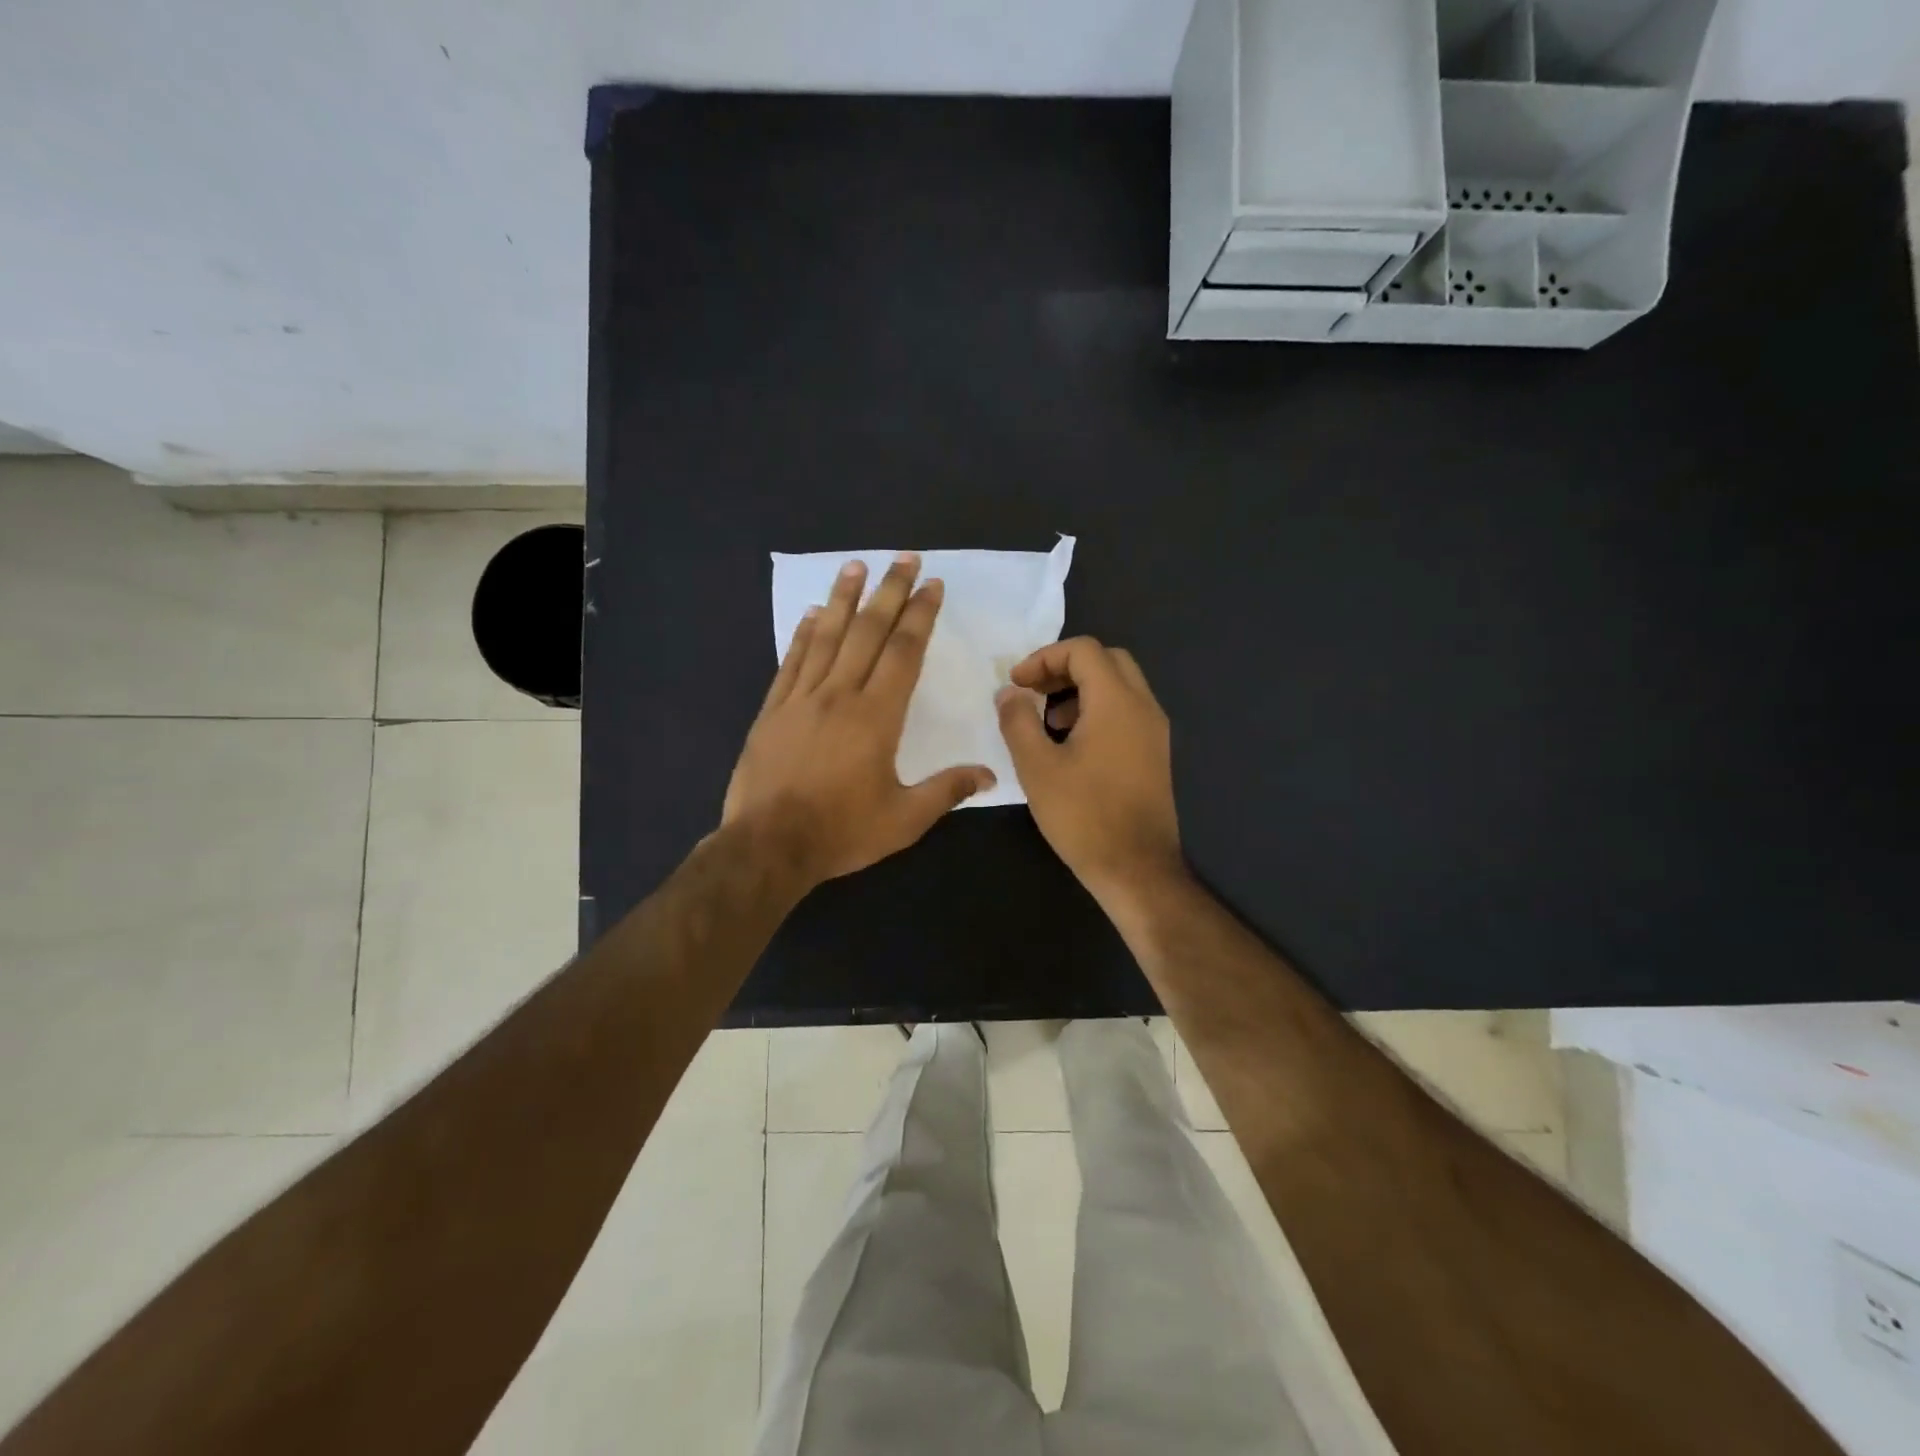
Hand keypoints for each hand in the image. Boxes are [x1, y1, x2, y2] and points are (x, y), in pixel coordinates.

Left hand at [724, 553, 995, 889]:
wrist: (768, 846)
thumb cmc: (841, 832)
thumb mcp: (904, 820)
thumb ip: (947, 791)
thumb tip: (989, 774)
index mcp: (876, 717)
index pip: (903, 652)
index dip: (920, 615)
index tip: (932, 586)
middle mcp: (839, 695)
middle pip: (867, 632)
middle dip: (889, 592)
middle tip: (904, 559)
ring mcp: (800, 700)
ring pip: (825, 637)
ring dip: (843, 599)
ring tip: (855, 565)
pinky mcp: (772, 711)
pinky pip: (791, 662)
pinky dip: (802, 635)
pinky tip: (810, 614)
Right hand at [995, 637, 1184, 905]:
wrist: (1136, 869)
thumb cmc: (1083, 816)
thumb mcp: (1037, 767)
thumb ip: (1018, 721)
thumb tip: (1009, 693)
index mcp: (1117, 702)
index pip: (1083, 650)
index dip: (1043, 658)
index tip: (1016, 684)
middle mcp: (1143, 707)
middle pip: (1106, 660)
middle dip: (1065, 668)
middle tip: (1033, 693)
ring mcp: (1154, 731)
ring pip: (1119, 686)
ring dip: (1081, 690)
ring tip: (1048, 722)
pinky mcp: (1155, 753)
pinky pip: (1126, 712)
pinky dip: (1097, 711)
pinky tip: (1071, 746)